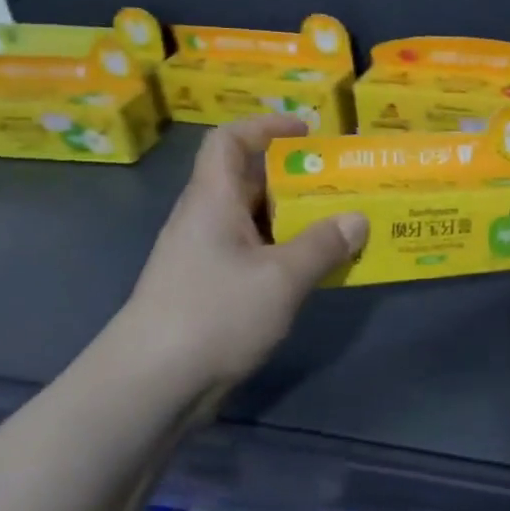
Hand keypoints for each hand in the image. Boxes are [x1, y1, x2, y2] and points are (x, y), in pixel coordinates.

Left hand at [115, 115, 366, 395]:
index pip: (230, 141)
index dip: (266, 126)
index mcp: (213, 200)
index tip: (307, 132)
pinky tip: (315, 270)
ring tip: (340, 225)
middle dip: (295, 177)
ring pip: (255, 222)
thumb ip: (322, 245)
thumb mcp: (281, 277)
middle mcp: (205, 220)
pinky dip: (285, 253)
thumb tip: (357, 219)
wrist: (152, 384)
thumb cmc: (215, 313)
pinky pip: (254, 255)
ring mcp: (205, 257)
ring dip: (295, 219)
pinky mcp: (210, 290)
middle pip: (248, 180)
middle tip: (340, 184)